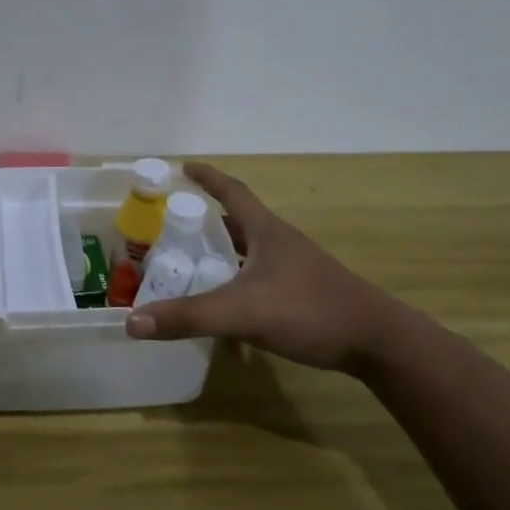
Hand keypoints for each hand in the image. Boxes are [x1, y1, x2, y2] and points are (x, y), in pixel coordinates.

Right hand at [125, 163, 400, 372]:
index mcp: (267, 232)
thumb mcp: (242, 312)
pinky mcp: (303, 292)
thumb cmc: (310, 311)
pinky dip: (236, 280)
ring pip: (249, 251)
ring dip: (222, 251)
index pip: (233, 192)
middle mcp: (281, 243)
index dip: (207, 177)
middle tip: (172, 226)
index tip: (183, 167)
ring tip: (190, 262)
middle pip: (238, 221)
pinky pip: (259, 276)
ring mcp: (295, 268)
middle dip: (206, 219)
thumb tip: (132, 322)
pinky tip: (225, 303)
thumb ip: (188, 317)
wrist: (377, 342)